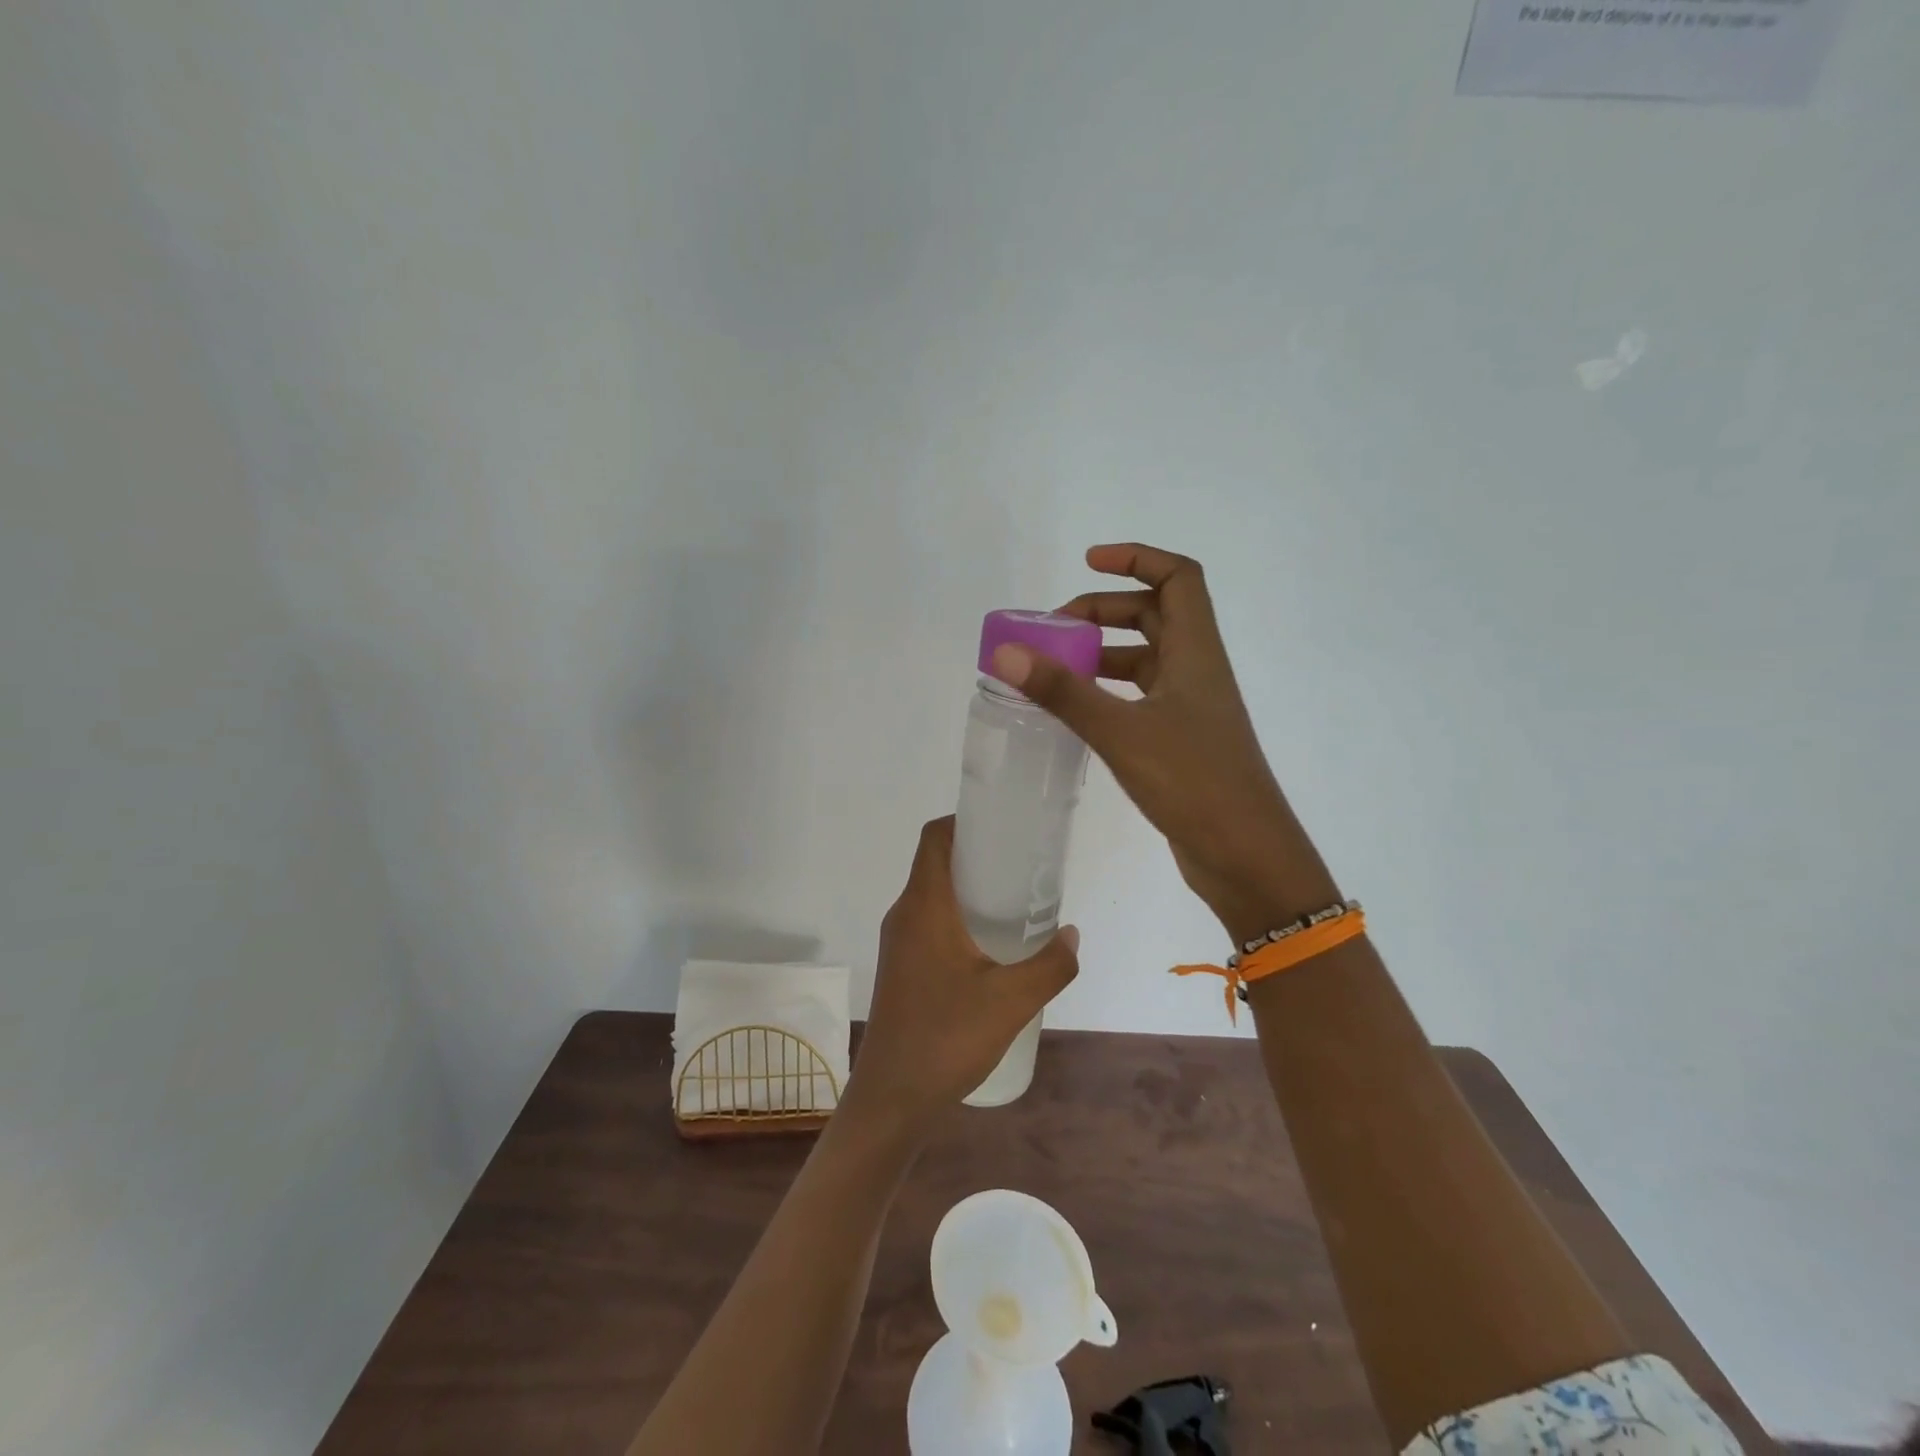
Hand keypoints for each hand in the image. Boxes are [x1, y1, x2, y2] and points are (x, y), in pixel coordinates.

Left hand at [846, 818, 1079, 1131]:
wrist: (893, 1099)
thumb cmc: (947, 1039)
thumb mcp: (1012, 1001)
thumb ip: (1051, 965)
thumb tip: (1071, 935)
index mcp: (924, 906)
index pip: (935, 838)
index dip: (965, 821)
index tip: (1005, 827)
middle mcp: (905, 914)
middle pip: (936, 862)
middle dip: (978, 855)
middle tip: (1023, 866)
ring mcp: (899, 942)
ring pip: (933, 894)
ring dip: (969, 888)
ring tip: (1015, 902)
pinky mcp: (901, 966)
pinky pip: (930, 921)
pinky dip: (959, 916)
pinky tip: (991, 945)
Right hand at [989, 543, 1338, 945]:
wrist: (1246, 856)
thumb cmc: (1194, 782)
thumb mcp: (1121, 732)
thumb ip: (1063, 692)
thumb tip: (1007, 652)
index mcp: (1196, 652)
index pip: (1177, 577)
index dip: (1136, 559)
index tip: (1087, 562)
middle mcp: (1197, 671)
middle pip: (1155, 615)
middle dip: (1105, 611)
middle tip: (1055, 630)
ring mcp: (1191, 709)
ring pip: (1146, 660)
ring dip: (1104, 653)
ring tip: (1056, 669)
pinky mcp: (1181, 742)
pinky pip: (1141, 698)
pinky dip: (1109, 692)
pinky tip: (1078, 711)